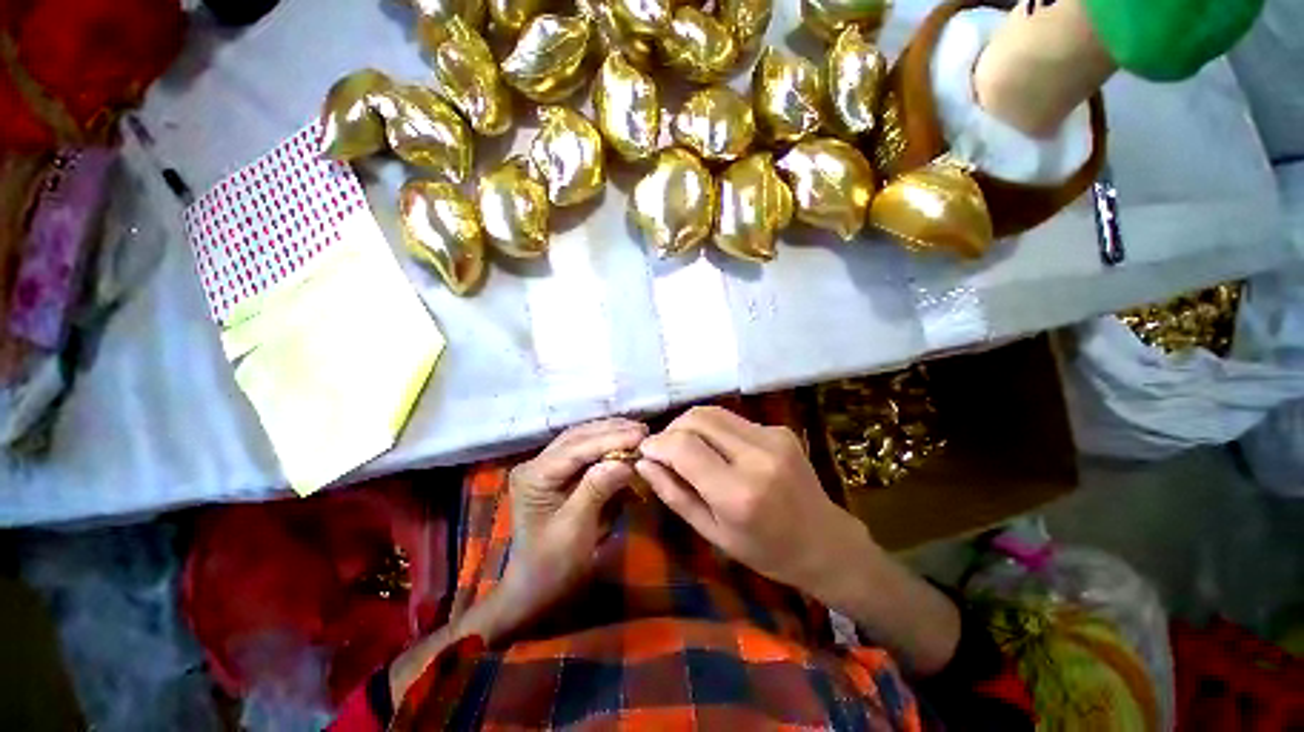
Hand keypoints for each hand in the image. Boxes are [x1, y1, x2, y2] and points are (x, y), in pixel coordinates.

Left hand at [498, 417, 647, 626]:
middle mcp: (537, 464)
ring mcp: (546, 467)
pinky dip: (605, 445)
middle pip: (578, 437)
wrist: (536, 589)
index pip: (576, 448)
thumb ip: (596, 490)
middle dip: (612, 431)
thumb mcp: (575, 530)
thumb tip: (624, 462)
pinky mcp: (557, 473)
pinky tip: (623, 442)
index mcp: (534, 476)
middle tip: (644, 430)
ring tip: (637, 431)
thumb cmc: (553, 565)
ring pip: (581, 439)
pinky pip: (583, 451)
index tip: (641, 435)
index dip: (610, 439)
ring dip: (609, 434)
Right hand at [636, 406, 873, 601]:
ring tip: (685, 448)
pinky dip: (713, 429)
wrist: (825, 542)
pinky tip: (717, 450)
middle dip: (671, 429)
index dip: (657, 444)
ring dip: (690, 425)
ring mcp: (772, 437)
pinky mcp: (780, 429)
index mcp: (738, 492)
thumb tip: (643, 462)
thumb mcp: (712, 533)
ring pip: (713, 411)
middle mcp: (757, 456)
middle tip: (664, 450)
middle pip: (696, 418)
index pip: (683, 446)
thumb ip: (674, 494)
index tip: (645, 452)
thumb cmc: (765, 551)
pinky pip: (732, 419)